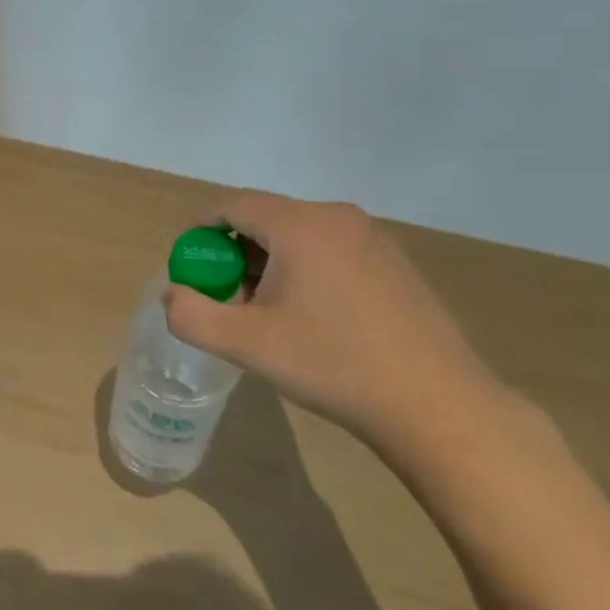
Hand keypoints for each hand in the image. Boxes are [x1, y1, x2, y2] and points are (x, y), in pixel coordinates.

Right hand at [162, 193, 505, 455]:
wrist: (436, 405)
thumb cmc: (333, 364)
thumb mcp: (246, 344)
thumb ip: (192, 315)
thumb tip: (173, 294)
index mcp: (300, 225)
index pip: (233, 205)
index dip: (201, 229)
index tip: (189, 264)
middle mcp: (337, 217)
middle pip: (266, 219)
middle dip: (235, 253)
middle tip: (225, 298)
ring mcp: (372, 238)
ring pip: (299, 236)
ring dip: (269, 264)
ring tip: (265, 313)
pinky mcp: (394, 263)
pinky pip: (330, 251)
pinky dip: (304, 270)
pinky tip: (311, 318)